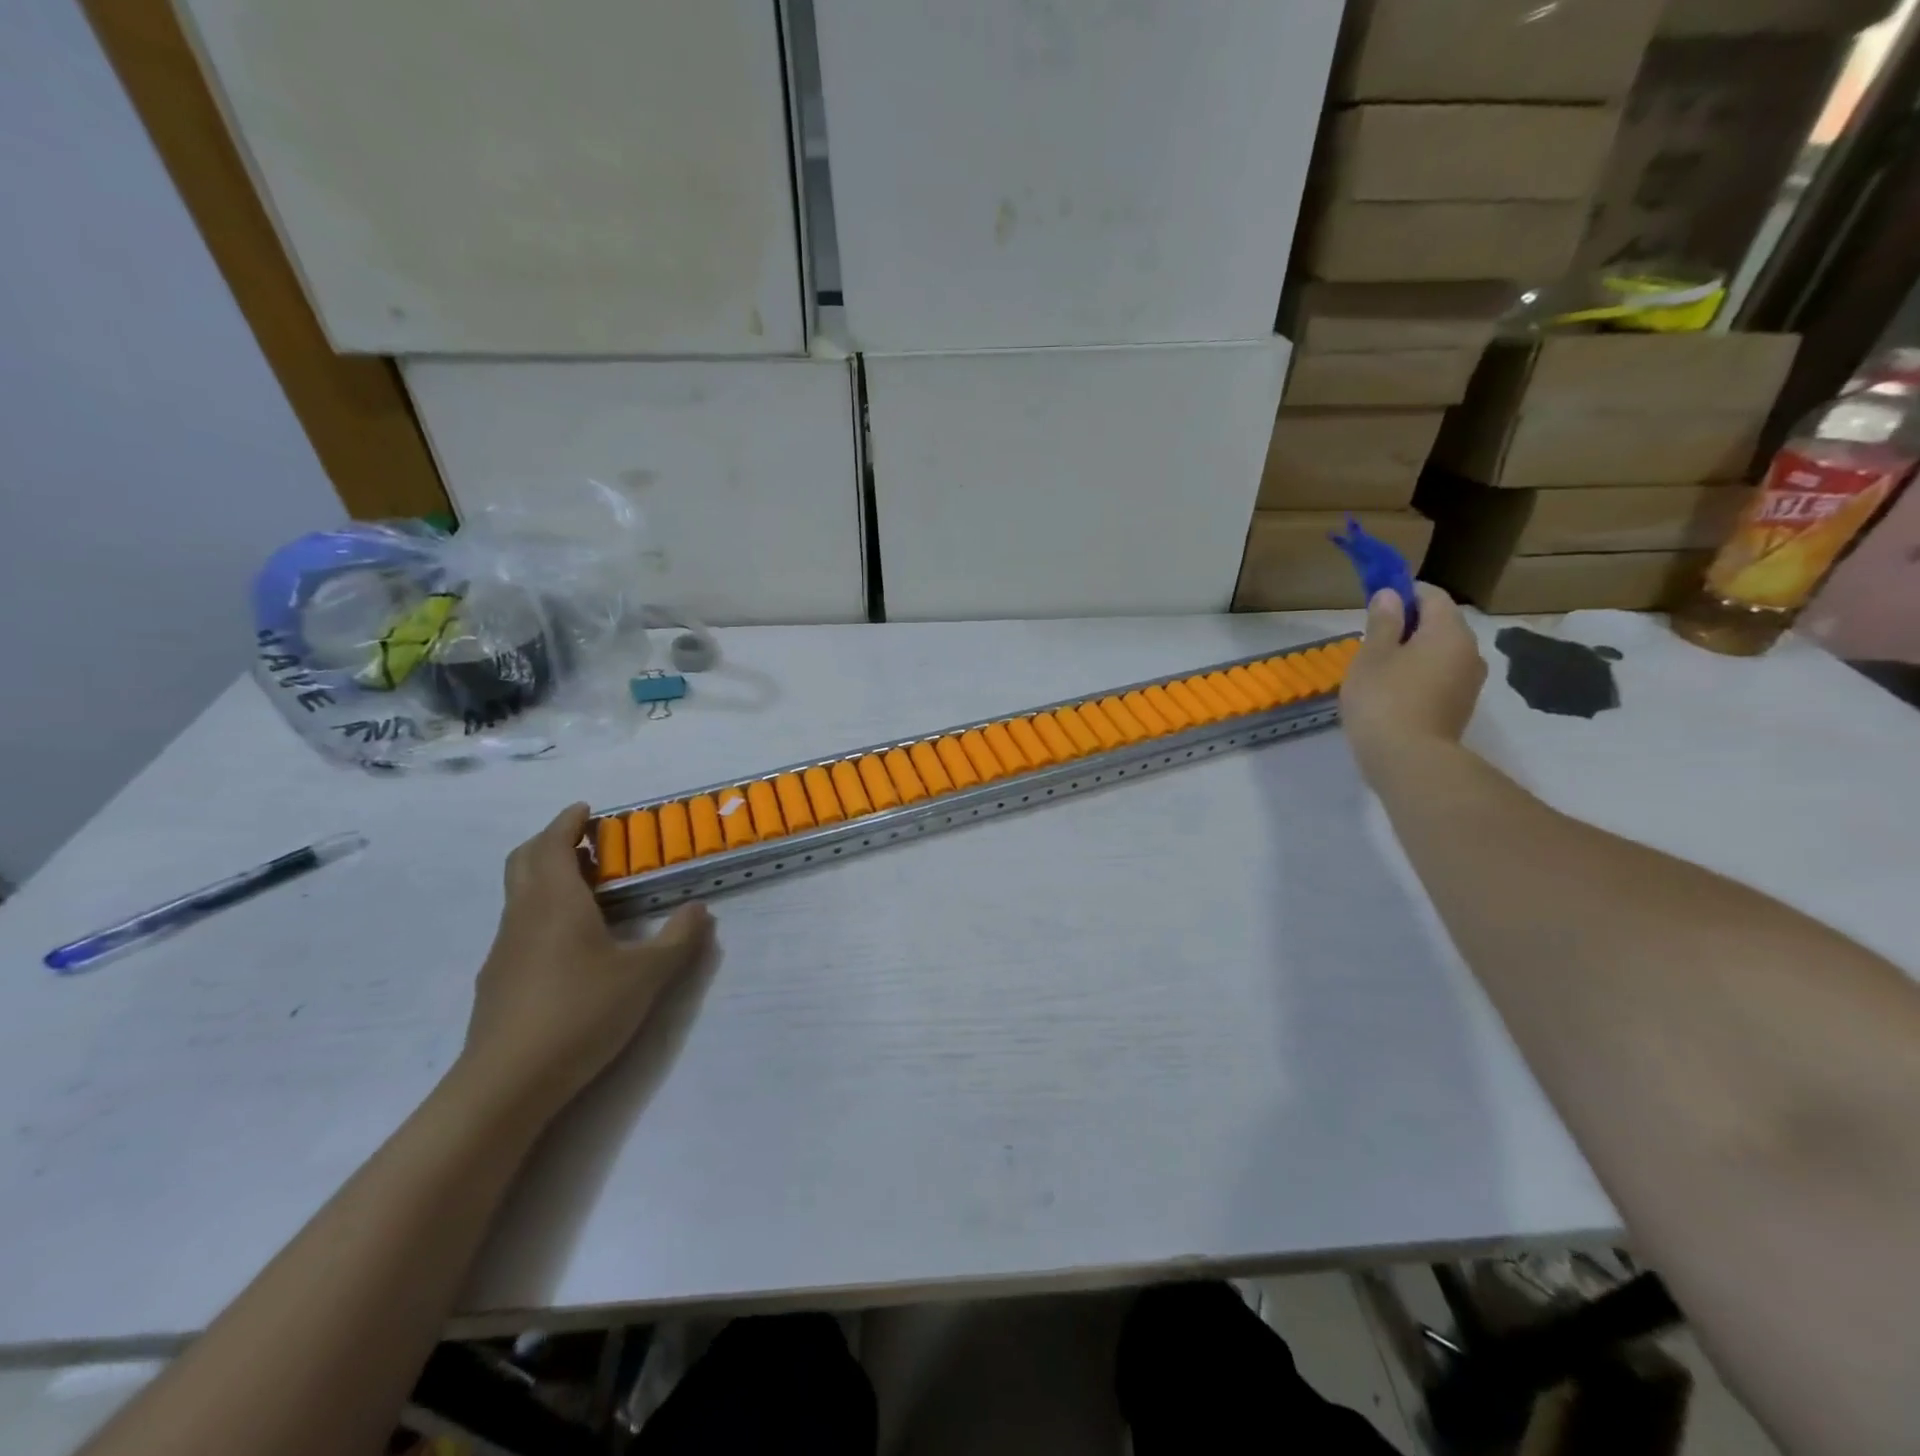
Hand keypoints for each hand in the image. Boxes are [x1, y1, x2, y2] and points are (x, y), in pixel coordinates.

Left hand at [456, 803, 712, 1121]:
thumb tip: (700, 910)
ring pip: (519, 895)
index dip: (568, 822)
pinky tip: (569, 942)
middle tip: (586, 841)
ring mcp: (504, 949)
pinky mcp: (497, 980)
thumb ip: (678, 939)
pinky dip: (541, 911)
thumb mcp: (646, 975)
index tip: (586, 810)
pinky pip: (519, 926)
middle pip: (525, 861)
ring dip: (546, 876)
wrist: (507, 1083)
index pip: (553, 844)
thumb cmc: (581, 1012)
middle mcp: (523, 915)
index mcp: (556, 901)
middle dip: (552, 841)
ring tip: (586, 888)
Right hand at [1341, 585, 1487, 785]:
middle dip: (1408, 625)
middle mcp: (1469, 651)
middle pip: (1439, 624)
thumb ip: (1383, 622)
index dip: (1404, 593)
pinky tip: (1392, 693)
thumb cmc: (1384, 700)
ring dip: (1413, 653)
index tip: (1376, 603)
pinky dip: (1419, 676)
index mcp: (1449, 632)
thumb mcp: (1372, 656)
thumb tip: (1391, 595)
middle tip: (1372, 640)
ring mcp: (1469, 682)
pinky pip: (1440, 678)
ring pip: (1440, 653)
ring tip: (1378, 670)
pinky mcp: (1460, 707)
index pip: (1432, 596)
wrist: (1409, 760)